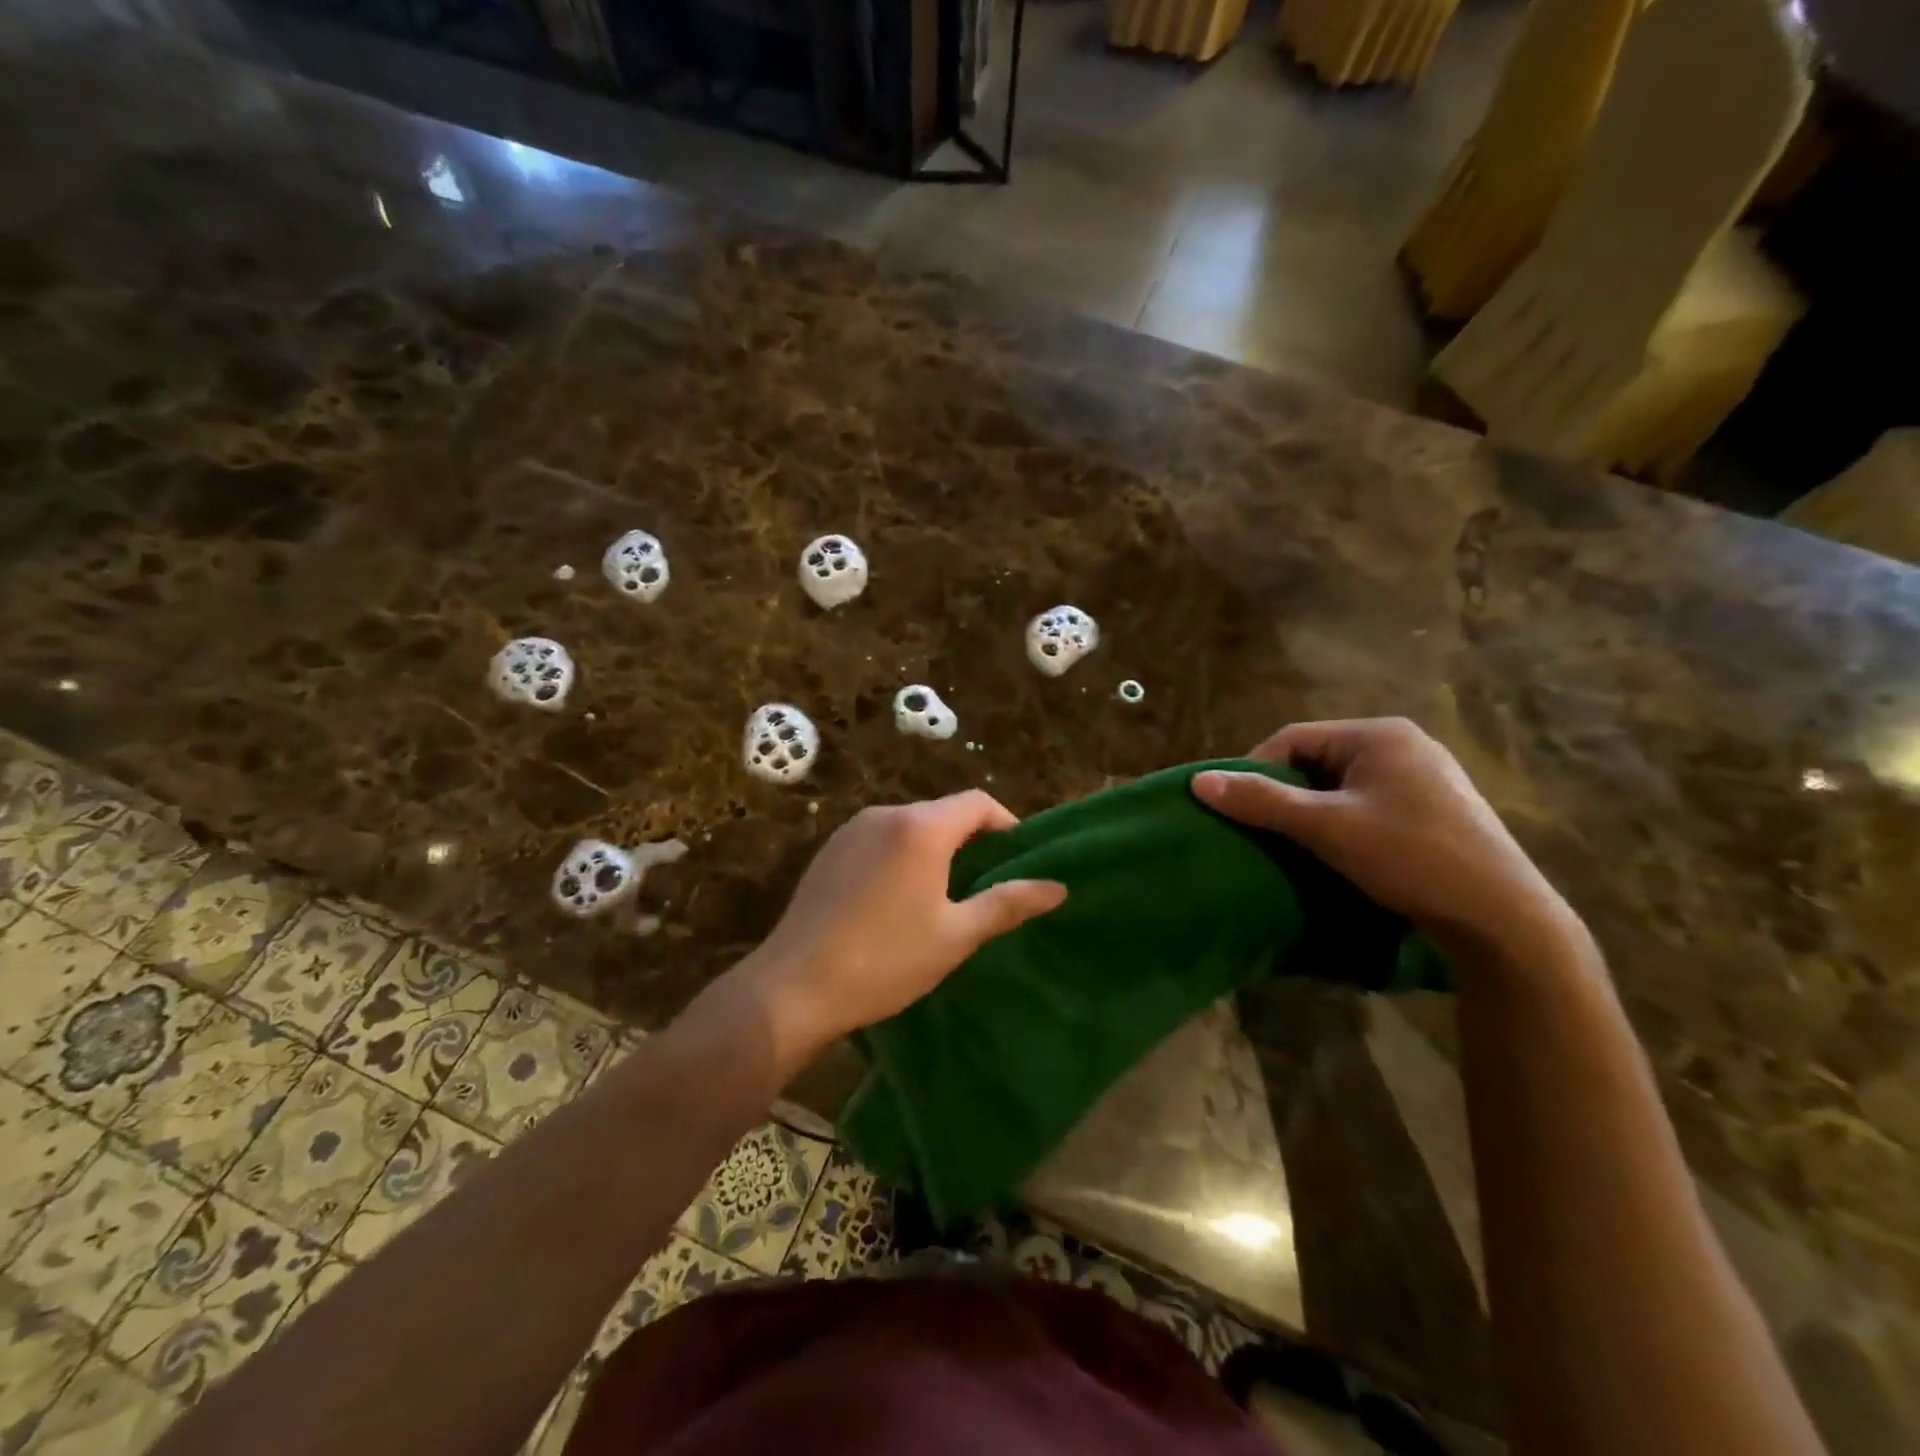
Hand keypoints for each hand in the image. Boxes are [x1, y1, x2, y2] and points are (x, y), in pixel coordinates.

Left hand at [738, 791, 1065, 1059]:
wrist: (793, 987)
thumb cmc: (885, 961)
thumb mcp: (955, 936)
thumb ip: (1007, 904)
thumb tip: (1058, 887)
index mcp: (921, 828)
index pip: (978, 803)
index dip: (1006, 825)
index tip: (1018, 861)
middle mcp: (886, 814)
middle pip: (943, 812)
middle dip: (972, 840)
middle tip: (986, 885)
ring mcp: (851, 830)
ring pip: (911, 825)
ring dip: (936, 848)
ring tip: (945, 896)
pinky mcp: (829, 850)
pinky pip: (880, 839)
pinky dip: (902, 855)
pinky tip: (897, 900)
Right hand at [1193, 717, 1576, 956]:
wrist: (1505, 921)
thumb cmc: (1410, 857)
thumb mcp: (1326, 827)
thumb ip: (1261, 801)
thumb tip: (1198, 782)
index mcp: (1380, 735)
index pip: (1293, 739)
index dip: (1256, 771)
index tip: (1237, 810)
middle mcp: (1406, 746)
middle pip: (1319, 762)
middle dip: (1286, 795)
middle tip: (1265, 832)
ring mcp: (1427, 779)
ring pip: (1344, 787)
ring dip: (1313, 813)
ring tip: (1297, 847)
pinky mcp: (1438, 811)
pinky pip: (1370, 806)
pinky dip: (1345, 825)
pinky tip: (1342, 855)